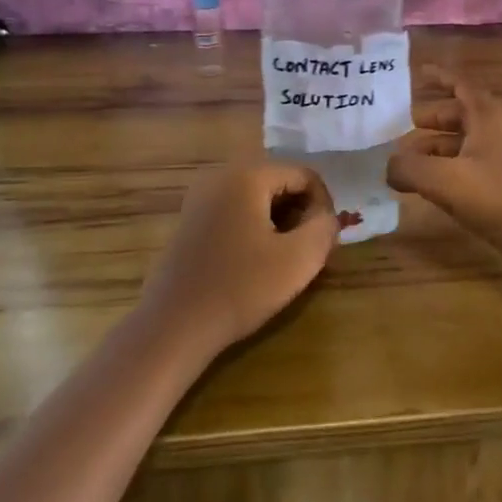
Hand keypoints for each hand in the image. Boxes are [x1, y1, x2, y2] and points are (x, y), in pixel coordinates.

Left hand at [140, 163, 346, 354]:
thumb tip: (327, 216)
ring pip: (257, 197)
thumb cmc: (240, 288)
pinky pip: (235, 210)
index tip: (325, 239)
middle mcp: (220, 174)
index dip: (323, 205)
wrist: (173, 326)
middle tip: (307, 249)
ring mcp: (200, 196)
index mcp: (247, 175)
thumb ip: (325, 227)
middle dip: (300, 212)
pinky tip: (254, 261)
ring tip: (283, 258)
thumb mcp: (299, 259)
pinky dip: (254, 227)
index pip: (304, 174)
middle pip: (279, 182)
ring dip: (278, 221)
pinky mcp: (190, 219)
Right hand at [387, 69, 501, 290]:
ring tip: (403, 163)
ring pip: (460, 145)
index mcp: (485, 120)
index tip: (419, 73)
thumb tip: (388, 166)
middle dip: (431, 119)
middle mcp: (493, 135)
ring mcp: (498, 162)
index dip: (441, 77)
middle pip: (459, 116)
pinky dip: (443, 171)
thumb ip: (409, 167)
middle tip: (401, 128)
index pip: (462, 87)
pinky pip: (465, 169)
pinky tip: (425, 187)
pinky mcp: (499, 189)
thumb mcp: (443, 179)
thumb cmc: (495, 197)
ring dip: (433, 148)